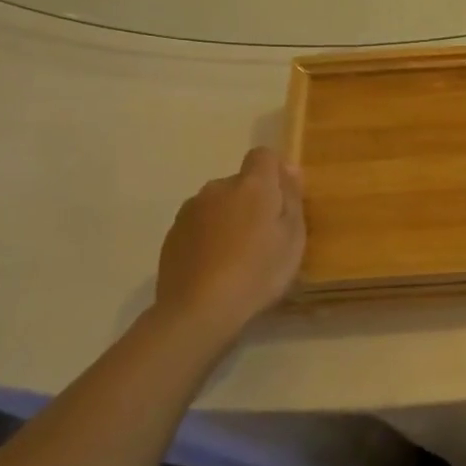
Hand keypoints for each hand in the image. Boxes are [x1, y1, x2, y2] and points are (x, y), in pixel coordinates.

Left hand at [155, 148, 304, 344]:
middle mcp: (218, 188)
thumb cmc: (258, 272)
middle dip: (253, 199)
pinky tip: (215, 267)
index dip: (275, 171)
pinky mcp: (172, 235)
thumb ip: (292, 197)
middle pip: (241, 182)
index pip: (263, 155)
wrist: (198, 311)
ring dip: (229, 217)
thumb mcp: (293, 237)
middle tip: (265, 236)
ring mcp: (190, 211)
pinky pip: (199, 225)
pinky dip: (209, 237)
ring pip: (218, 204)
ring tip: (237, 255)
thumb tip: (289, 168)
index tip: (283, 199)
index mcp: (252, 185)